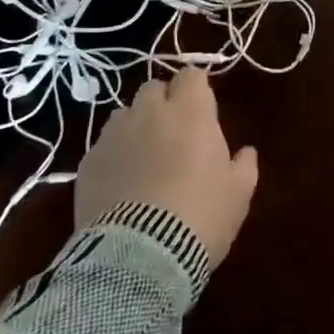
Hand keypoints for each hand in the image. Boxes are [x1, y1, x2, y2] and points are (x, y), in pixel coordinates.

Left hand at [75, 68, 258, 265]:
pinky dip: (113, 155)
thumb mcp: (238, 194)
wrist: (138, 258)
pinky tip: (121, 183)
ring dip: (136, 125)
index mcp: (190, 113)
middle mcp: (150, 113)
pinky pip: (103, 146)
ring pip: (124, 113)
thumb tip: (245, 152)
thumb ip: (244, 165)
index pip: (191, 75)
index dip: (196, 90)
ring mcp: (113, 136)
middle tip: (174, 132)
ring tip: (143, 157)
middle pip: (153, 87)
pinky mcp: (87, 163)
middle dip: (163, 102)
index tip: (202, 110)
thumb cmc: (200, 217)